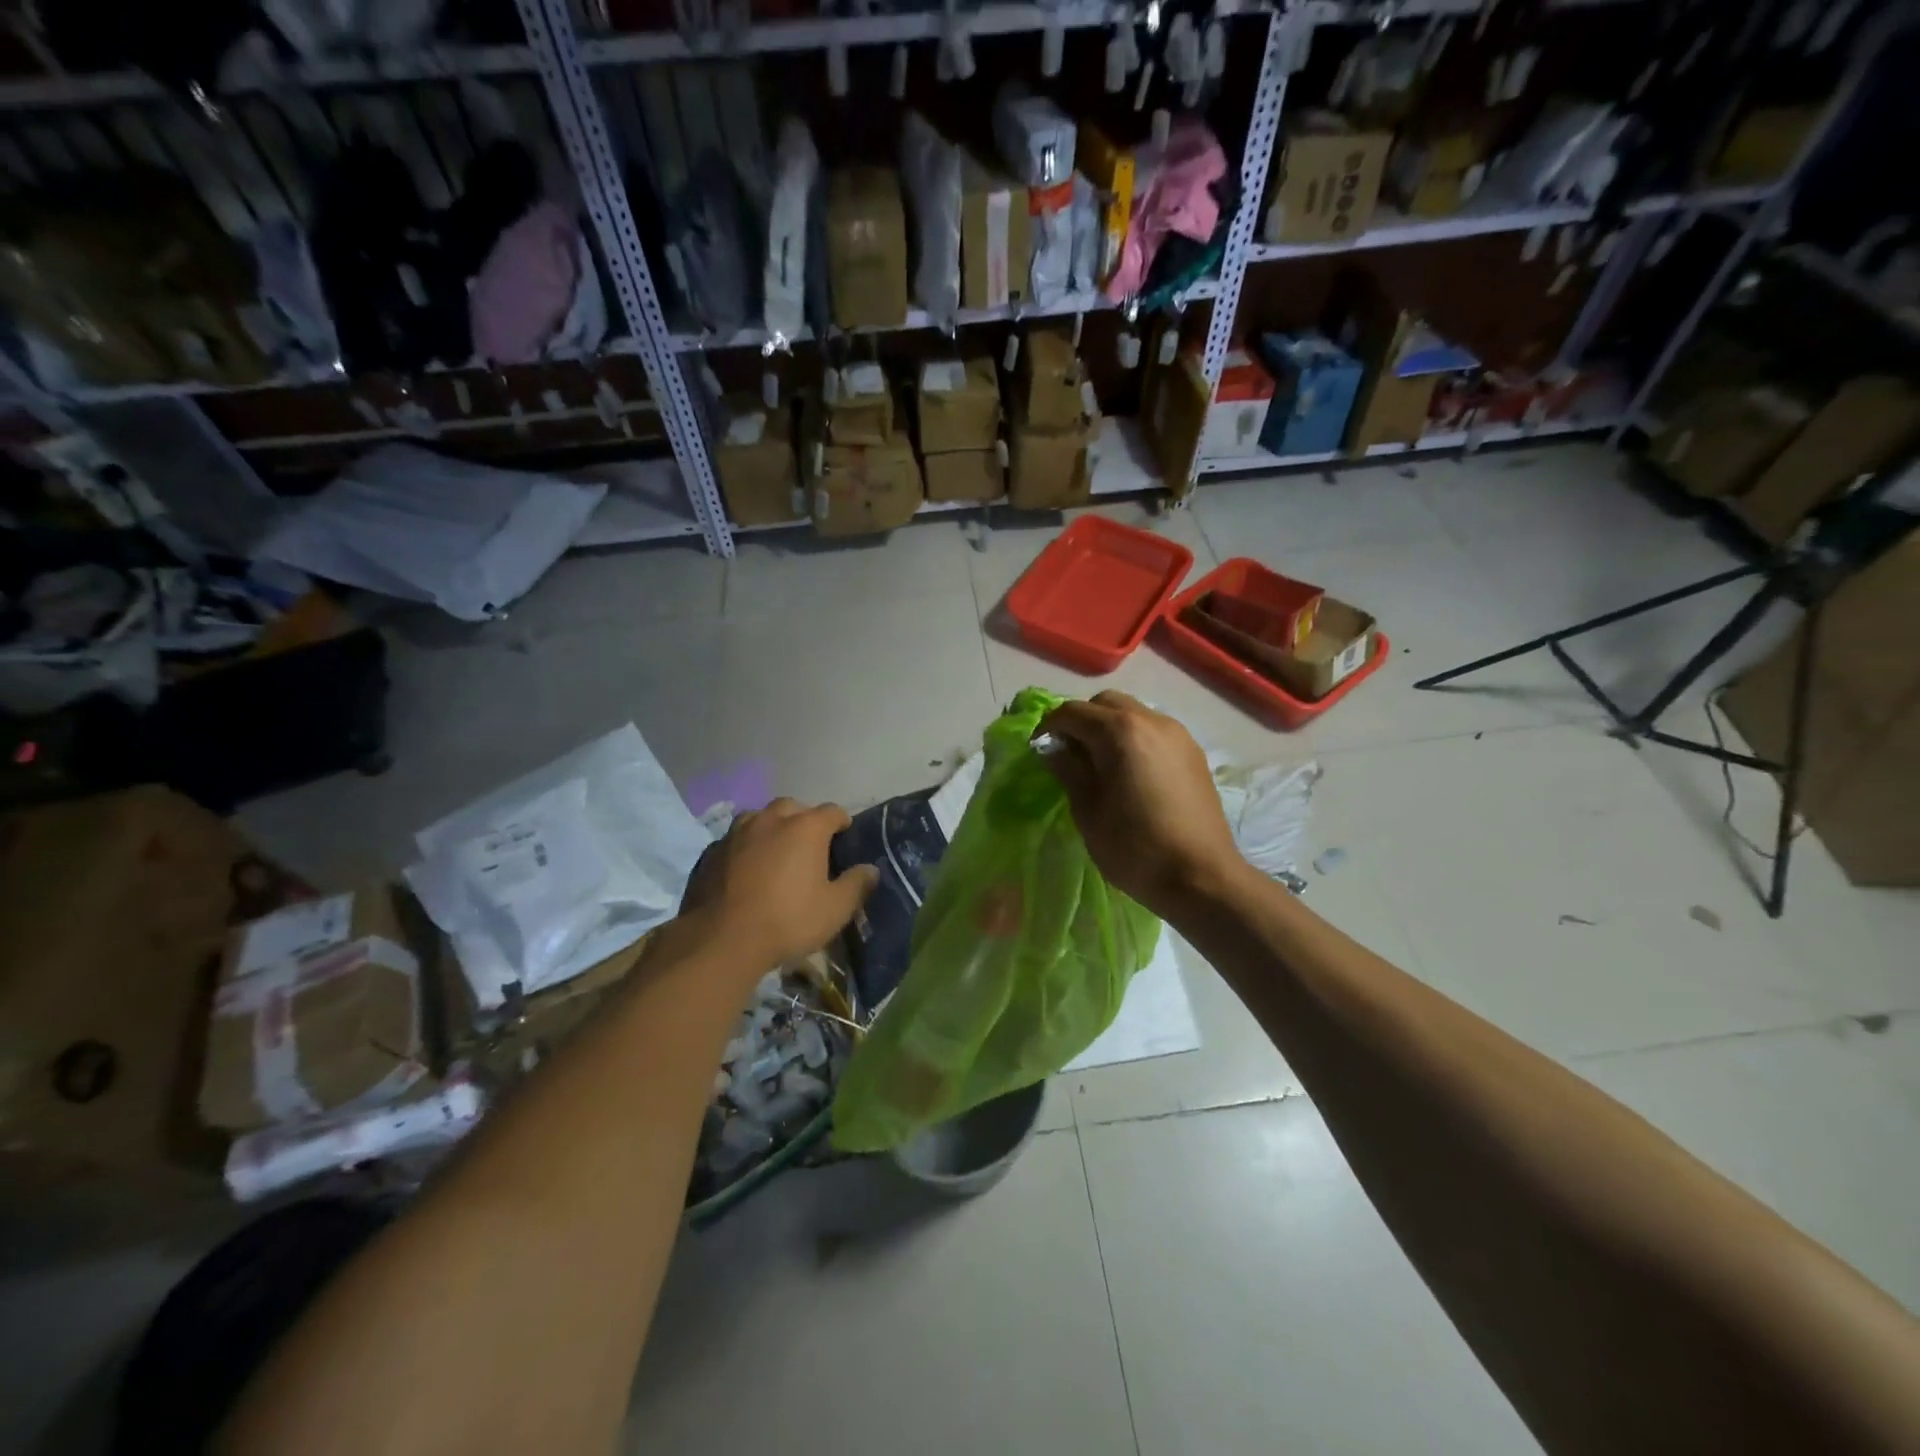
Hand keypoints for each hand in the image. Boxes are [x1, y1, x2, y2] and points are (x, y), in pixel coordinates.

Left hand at [680, 798, 878, 969]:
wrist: (721, 940)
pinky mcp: (710, 852)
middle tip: (809, 846)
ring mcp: (736, 833)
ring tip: (775, 853)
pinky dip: (745, 848)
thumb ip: (856, 885)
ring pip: (759, 819)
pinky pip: (735, 840)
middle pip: (793, 808)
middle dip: (803, 820)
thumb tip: (871, 870)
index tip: (845, 837)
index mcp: (806, 827)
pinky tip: (745, 870)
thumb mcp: (835, 909)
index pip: (832, 811)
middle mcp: (771, 819)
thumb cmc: (788, 920)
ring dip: (771, 829)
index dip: (841, 823)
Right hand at [1038, 691, 1243, 916]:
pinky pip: (1154, 732)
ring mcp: (1178, 734)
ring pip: (1133, 714)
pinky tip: (1130, 774)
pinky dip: (1134, 740)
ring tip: (1100, 765)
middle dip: (1081, 721)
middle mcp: (1151, 720)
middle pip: (1105, 704)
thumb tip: (1053, 747)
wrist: (1202, 878)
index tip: (1038, 751)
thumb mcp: (1088, 811)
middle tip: (1069, 755)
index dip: (1049, 728)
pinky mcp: (1193, 753)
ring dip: (1109, 728)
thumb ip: (1068, 769)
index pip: (1072, 712)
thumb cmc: (1135, 847)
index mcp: (1120, 731)